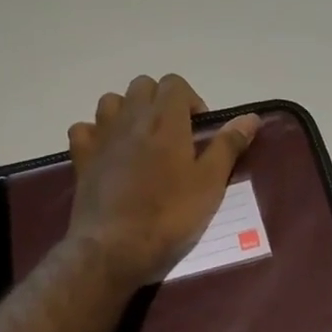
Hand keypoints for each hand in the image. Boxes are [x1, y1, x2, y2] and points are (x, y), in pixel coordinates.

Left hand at [66, 75, 259, 288]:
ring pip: (111, 101)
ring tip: (141, 141)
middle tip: (174, 135)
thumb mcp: (210, 183)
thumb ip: (228, 145)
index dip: (190, 100)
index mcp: (166, 119)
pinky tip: (107, 153)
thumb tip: (250, 117)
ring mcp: (101, 136)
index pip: (175, 84)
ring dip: (127, 111)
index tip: (199, 130)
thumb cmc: (170, 215)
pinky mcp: (81, 158)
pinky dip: (95, 133)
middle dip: (160, 101)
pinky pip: (84, 129)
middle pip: (143, 86)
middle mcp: (130, 118)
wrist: (116, 248)